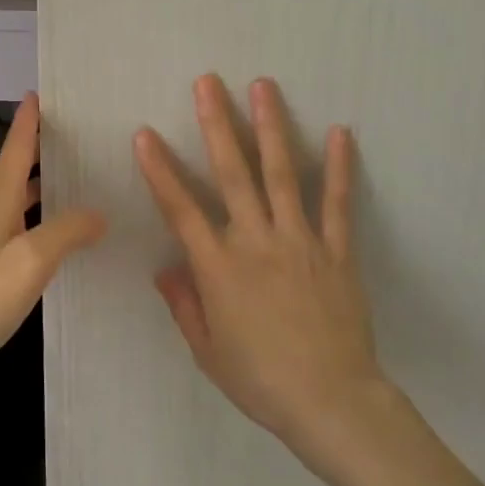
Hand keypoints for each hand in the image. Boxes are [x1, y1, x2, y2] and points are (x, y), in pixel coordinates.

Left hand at [0, 93, 105, 403]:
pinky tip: (57, 239)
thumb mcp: (30, 259)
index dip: (26, 123)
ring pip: (14, 202)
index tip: (37, 93)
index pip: (15, 151)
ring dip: (37, 185)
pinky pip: (18, 233)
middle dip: (32, 149)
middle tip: (65, 135)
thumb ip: (66, 231)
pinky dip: (38, 222)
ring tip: (70, 179)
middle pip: (11, 172)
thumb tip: (99, 212)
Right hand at [135, 75, 385, 452]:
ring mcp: (300, 241)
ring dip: (271, 127)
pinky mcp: (336, 251)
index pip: (180, 209)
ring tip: (263, 86)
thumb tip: (164, 268)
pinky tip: (340, 132)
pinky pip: (337, 204)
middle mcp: (256, 241)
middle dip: (217, 124)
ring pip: (282, 174)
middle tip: (207, 82)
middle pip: (233, 173)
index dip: (160, 170)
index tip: (144, 134)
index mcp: (219, 267)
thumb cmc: (261, 380)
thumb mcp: (208, 351)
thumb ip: (185, 305)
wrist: (332, 403)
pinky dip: (339, 167)